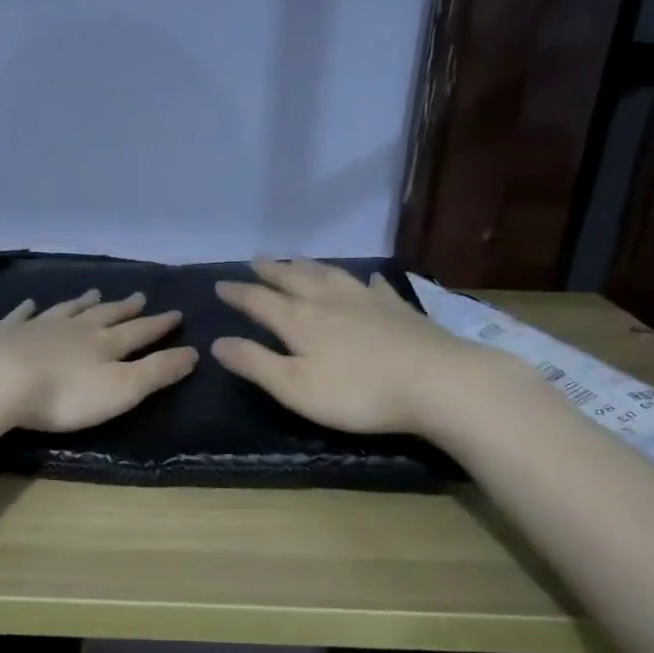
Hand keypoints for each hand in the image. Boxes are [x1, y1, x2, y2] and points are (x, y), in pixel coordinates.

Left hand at [0, 289, 198, 433]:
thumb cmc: (66, 395)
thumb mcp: (123, 389)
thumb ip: (158, 371)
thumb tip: (193, 352)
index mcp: (105, 344)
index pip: (140, 332)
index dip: (160, 325)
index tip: (176, 313)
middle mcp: (75, 328)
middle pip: (105, 315)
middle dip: (125, 308)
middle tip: (140, 296)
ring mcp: (38, 327)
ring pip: (67, 310)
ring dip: (82, 303)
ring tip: (94, 293)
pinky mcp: (5, 335)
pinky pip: (21, 317)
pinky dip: (28, 310)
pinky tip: (30, 304)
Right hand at [212, 259, 491, 436]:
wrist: (437, 382)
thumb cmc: (358, 392)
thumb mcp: (295, 387)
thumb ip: (255, 363)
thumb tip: (217, 342)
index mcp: (299, 320)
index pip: (259, 300)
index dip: (237, 293)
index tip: (219, 284)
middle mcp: (328, 301)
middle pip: (293, 279)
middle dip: (271, 270)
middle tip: (256, 260)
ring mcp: (367, 300)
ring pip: (330, 275)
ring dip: (309, 266)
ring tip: (296, 260)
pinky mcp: (398, 309)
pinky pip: (375, 287)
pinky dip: (365, 281)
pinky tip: (368, 279)